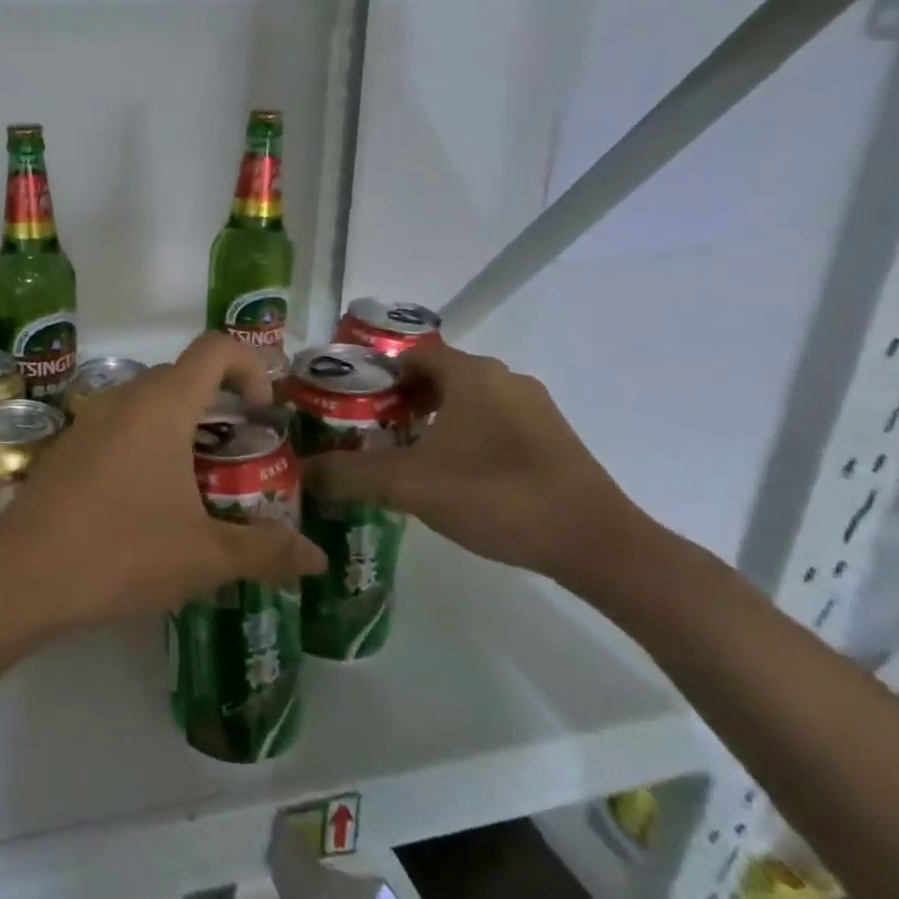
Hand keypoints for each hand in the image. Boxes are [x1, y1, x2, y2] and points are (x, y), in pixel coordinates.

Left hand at [0, 332, 325, 631]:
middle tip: (237, 457)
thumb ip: (266, 551)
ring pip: (146, 403)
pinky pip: (116, 428)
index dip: (250, 366)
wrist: (23, 576)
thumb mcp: (204, 556)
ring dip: (179, 427)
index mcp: (162, 405)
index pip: (215, 348)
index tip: (262, 414)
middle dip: (218, 405)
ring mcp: (87, 421)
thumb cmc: (122, 553)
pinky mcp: (64, 448)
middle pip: (182, 375)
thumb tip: (317, 557)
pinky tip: (144, 503)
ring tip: (196, 484)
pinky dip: (143, 445)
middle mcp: (123, 399)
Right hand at [305, 343, 639, 582]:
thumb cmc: (496, 495)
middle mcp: (504, 378)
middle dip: (397, 401)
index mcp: (471, 374)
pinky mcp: (550, 438)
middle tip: (366, 432)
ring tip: (401, 456)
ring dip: (430, 421)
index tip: (346, 404)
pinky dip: (462, 437)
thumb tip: (302, 472)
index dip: (373, 375)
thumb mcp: (409, 485)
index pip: (409, 355)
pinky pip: (491, 423)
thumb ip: (349, 474)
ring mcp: (533, 408)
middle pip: (436, 377)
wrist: (596, 543)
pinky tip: (450, 476)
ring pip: (465, 402)